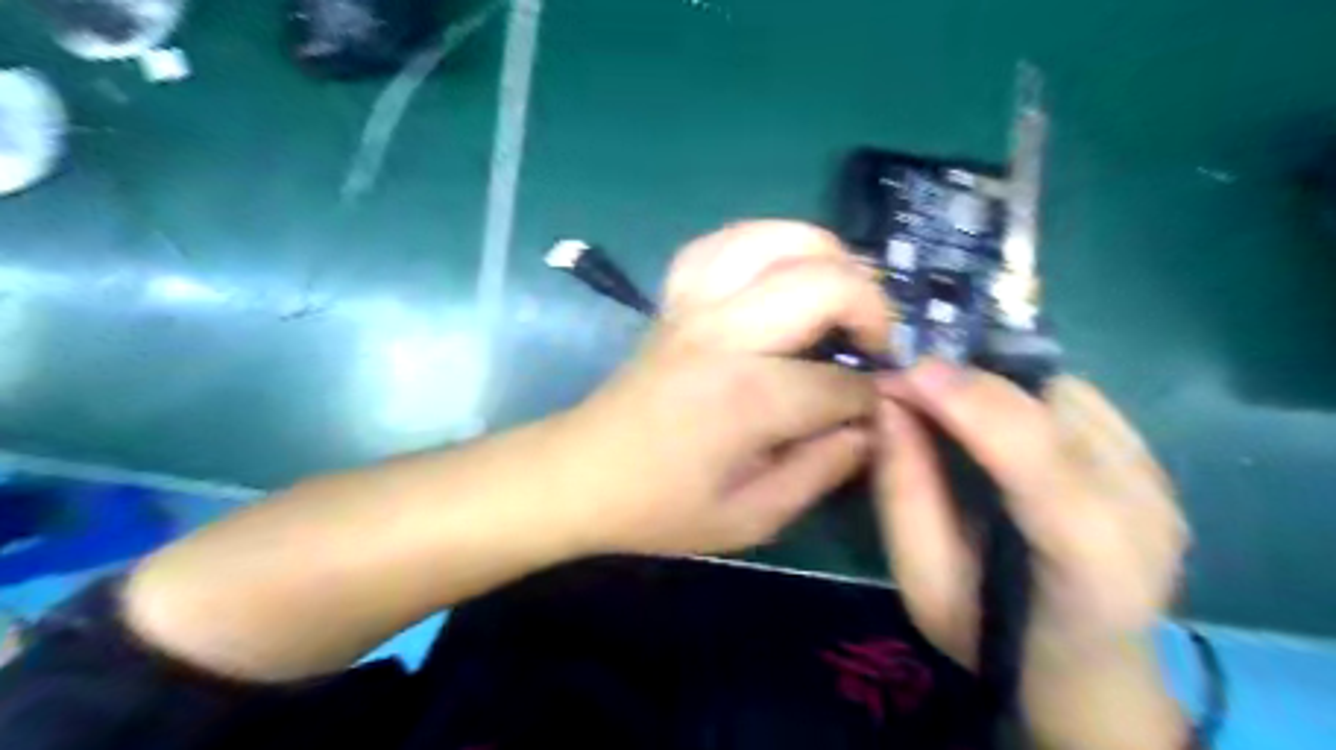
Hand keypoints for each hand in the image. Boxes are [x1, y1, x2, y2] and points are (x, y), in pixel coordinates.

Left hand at [558, 219, 891, 555]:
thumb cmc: (661, 506)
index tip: (874, 415)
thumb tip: (870, 429)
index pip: (843, 383)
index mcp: (748, 396)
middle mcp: (726, 333)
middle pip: (826, 283)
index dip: (873, 399)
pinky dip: (765, 244)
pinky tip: (780, 272)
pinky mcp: (675, 298)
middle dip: (873, 309)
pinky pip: (723, 242)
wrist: (580, 474)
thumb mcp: (751, 518)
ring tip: (842, 293)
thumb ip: (821, 472)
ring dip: (827, 256)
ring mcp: (696, 305)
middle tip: (874, 346)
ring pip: (776, 238)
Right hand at [878, 360, 1189, 665]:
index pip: (1040, 462)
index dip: (971, 404)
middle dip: (970, 382)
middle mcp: (1145, 511)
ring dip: (994, 385)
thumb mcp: (923, 580)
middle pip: (1055, 410)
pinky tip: (990, 418)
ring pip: (1063, 391)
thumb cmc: (989, 634)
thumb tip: (890, 401)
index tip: (904, 373)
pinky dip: (1020, 393)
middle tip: (906, 381)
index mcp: (1092, 565)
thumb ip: (904, 491)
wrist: (1085, 663)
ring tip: (943, 401)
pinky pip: (1077, 397)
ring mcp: (1157, 481)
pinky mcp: (1152, 460)